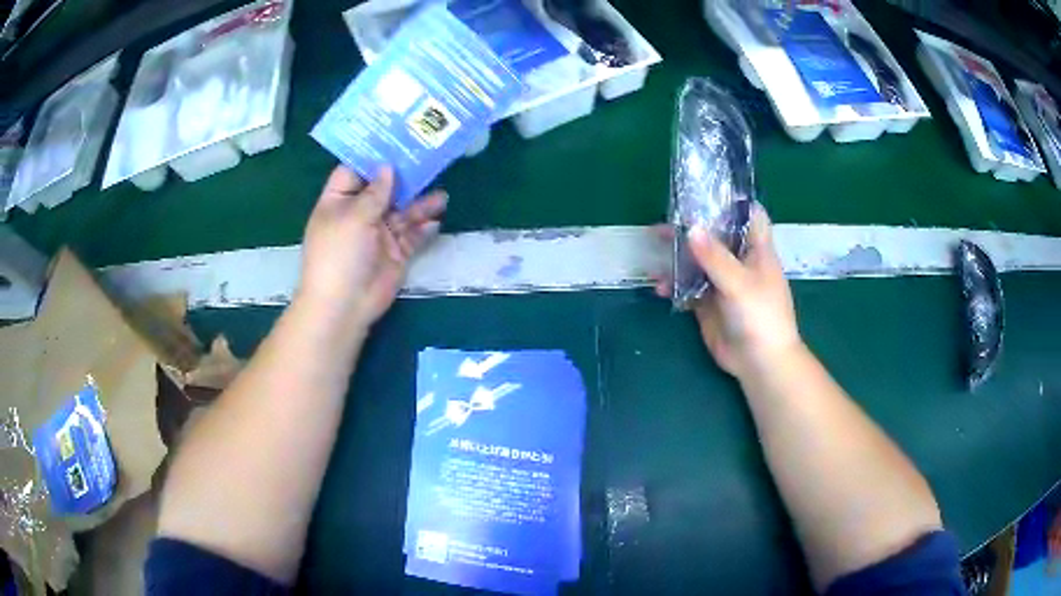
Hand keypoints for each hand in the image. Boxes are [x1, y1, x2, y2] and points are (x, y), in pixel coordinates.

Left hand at [298, 166, 446, 330]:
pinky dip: (424, 228)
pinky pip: (412, 235)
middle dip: (404, 177)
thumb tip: (388, 168)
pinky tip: (437, 219)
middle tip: (429, 158)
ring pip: (403, 212)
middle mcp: (359, 214)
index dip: (373, 156)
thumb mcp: (353, 217)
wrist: (344, 305)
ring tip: (442, 195)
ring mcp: (378, 234)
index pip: (355, 171)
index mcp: (340, 201)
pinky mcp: (395, 253)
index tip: (397, 139)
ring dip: (420, 204)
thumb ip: (375, 192)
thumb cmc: (339, 254)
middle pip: (384, 189)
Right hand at [656, 205, 801, 379]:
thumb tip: (690, 228)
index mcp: (756, 250)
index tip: (707, 190)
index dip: (733, 201)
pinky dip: (674, 284)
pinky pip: (688, 286)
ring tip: (654, 245)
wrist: (759, 363)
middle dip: (693, 226)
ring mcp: (723, 282)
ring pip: (699, 260)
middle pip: (717, 235)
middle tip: (666, 218)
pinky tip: (660, 286)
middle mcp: (739, 261)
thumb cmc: (760, 316)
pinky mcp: (708, 303)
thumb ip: (714, 257)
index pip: (750, 215)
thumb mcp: (739, 283)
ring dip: (679, 254)